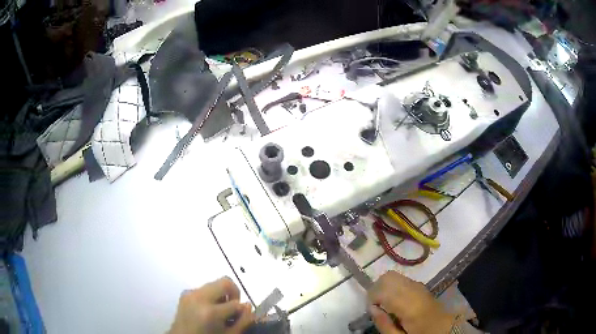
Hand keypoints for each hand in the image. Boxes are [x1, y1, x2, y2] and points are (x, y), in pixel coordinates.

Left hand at [169, 277, 254, 333]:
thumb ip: (243, 321)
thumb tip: (248, 306)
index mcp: (211, 312)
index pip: (236, 303)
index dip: (243, 310)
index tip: (242, 316)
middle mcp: (199, 297)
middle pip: (225, 282)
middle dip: (233, 293)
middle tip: (234, 307)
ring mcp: (189, 293)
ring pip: (213, 284)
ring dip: (221, 295)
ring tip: (220, 310)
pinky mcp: (184, 293)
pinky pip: (203, 289)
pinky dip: (210, 296)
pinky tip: (208, 309)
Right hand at [368, 271, 454, 333]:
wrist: (443, 329)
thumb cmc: (421, 333)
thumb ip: (384, 325)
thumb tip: (372, 309)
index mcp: (410, 306)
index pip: (385, 289)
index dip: (372, 297)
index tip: (371, 309)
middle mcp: (415, 290)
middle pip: (389, 277)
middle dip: (377, 289)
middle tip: (375, 305)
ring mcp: (419, 286)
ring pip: (396, 276)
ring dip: (385, 286)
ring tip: (383, 302)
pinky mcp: (421, 286)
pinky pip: (403, 280)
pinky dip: (393, 286)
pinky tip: (393, 299)